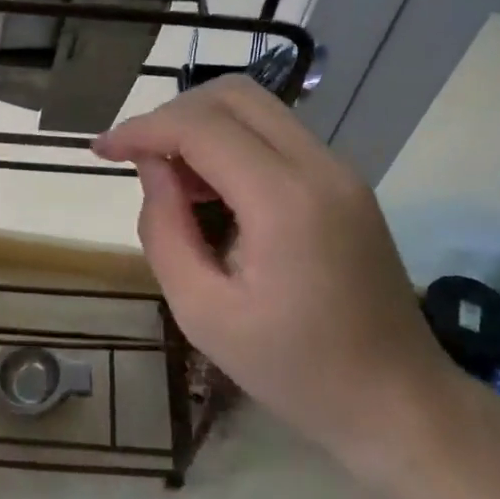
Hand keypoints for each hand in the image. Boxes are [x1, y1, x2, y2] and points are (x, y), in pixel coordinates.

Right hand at [94, 76, 453, 471]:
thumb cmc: (294, 370)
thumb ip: (164, 231)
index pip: (201, 126)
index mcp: (285, 201)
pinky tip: (212, 194)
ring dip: (202, 128)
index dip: (142, 129)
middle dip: (173, 116)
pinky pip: (277, 136)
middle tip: (139, 162)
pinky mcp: (345, 183)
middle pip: (233, 95)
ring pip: (257, 109)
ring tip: (173, 184)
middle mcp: (320, 166)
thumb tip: (152, 168)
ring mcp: (340, 170)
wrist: (397, 402)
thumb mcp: (203, 313)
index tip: (101, 151)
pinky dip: (232, 145)